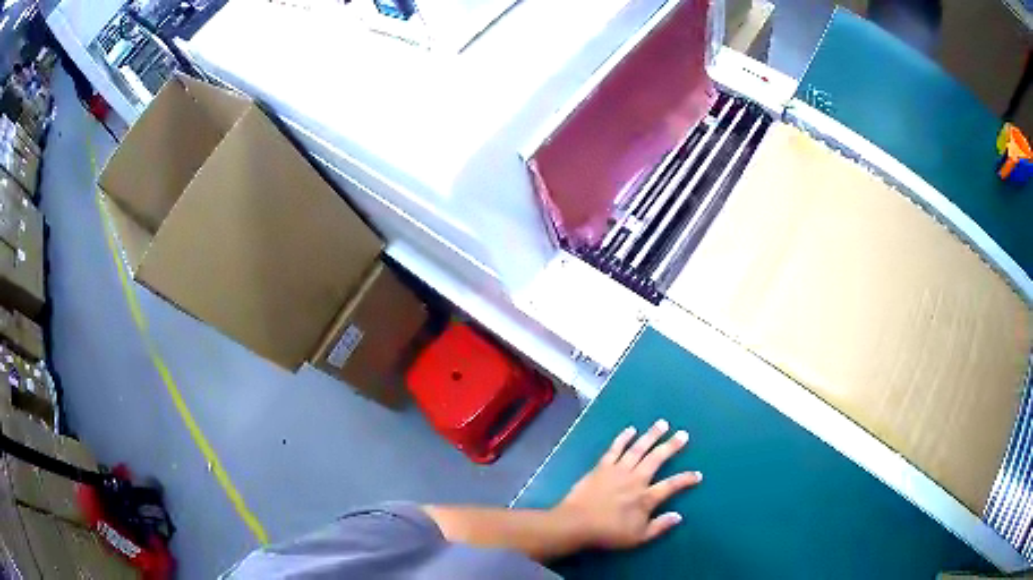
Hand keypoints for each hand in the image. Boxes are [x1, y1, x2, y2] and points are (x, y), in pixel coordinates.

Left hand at [554, 420, 701, 549]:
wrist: (575, 523)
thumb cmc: (607, 533)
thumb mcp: (637, 538)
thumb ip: (659, 526)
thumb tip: (678, 516)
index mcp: (645, 498)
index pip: (671, 486)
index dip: (686, 479)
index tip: (698, 474)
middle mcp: (635, 480)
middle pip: (656, 459)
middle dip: (671, 446)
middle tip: (683, 434)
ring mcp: (618, 471)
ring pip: (638, 449)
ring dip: (651, 435)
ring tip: (662, 424)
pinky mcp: (601, 467)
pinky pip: (615, 449)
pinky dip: (623, 438)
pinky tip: (630, 429)